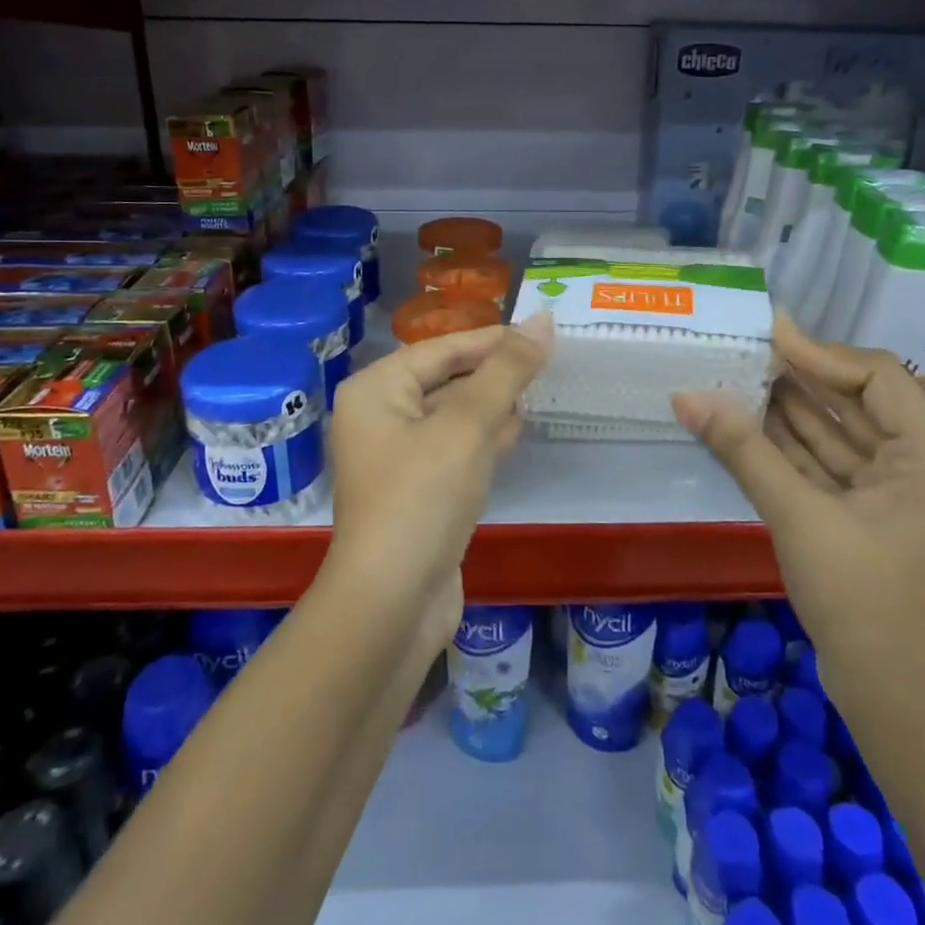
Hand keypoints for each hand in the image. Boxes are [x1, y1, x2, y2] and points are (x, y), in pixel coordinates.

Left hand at [326, 317, 551, 627]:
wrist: (392, 603)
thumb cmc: (423, 497)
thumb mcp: (468, 425)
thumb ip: (506, 370)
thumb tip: (543, 320)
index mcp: (376, 390)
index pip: (442, 348)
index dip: (493, 338)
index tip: (543, 332)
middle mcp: (378, 416)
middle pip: (445, 378)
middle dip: (494, 371)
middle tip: (548, 361)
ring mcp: (394, 458)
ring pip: (451, 415)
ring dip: (492, 404)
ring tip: (538, 390)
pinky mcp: (414, 492)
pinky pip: (452, 449)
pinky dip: (482, 438)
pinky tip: (515, 432)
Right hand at [672, 315, 924, 723]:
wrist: (888, 695)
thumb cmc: (857, 598)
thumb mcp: (797, 515)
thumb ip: (743, 449)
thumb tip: (687, 395)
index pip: (877, 378)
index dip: (821, 353)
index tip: (769, 334)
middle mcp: (922, 466)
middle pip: (859, 401)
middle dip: (802, 377)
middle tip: (746, 352)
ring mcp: (896, 493)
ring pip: (840, 433)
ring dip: (792, 409)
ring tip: (740, 378)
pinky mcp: (870, 515)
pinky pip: (830, 464)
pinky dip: (792, 445)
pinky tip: (750, 423)